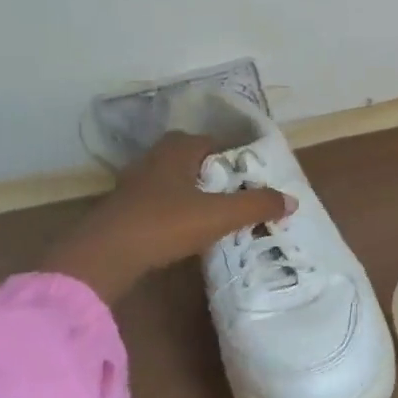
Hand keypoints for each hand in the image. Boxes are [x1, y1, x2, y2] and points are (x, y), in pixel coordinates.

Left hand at [39, 133, 291, 304]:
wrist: (105, 256)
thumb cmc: (165, 224)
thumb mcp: (220, 215)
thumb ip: (257, 206)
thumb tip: (292, 200)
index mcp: (176, 152)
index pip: (207, 141)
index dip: (228, 154)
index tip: (246, 173)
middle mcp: (152, 160)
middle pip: (187, 158)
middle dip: (209, 171)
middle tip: (232, 191)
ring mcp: (133, 186)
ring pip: (169, 180)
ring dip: (189, 191)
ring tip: (212, 211)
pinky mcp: (122, 211)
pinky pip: (155, 202)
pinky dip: (172, 210)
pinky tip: (183, 228)